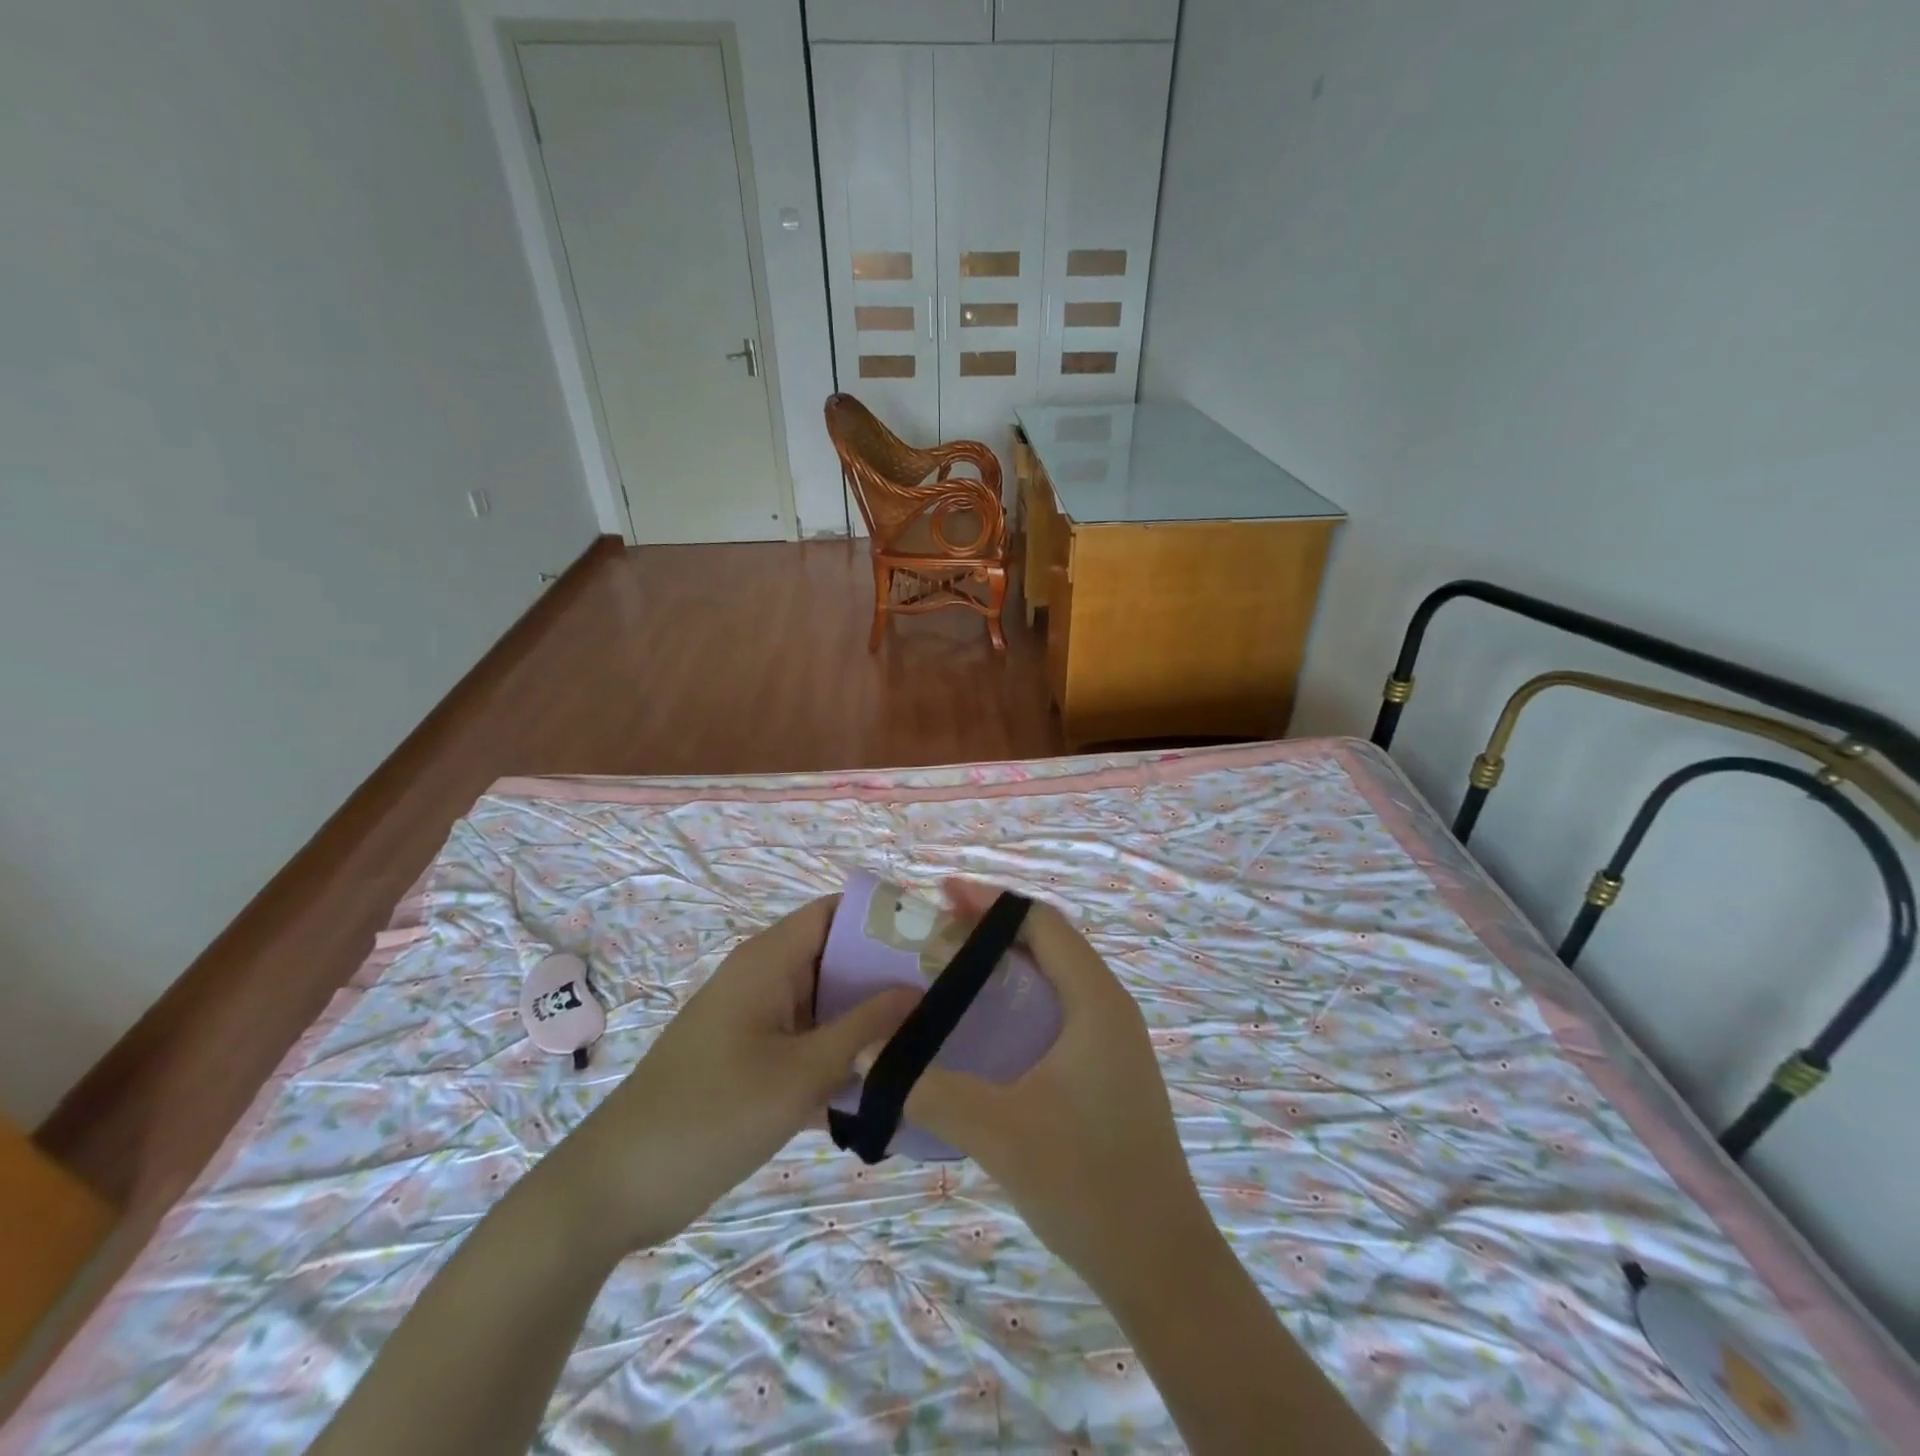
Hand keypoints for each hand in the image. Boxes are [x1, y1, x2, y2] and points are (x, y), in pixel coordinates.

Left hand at [562, 896, 914, 1251]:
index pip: (837, 912)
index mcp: (769, 959)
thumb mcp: (801, 1073)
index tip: (935, 944)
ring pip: (826, 1001)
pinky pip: (809, 1037)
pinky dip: (841, 1050)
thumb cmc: (711, 1115)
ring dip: (868, 1018)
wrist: (615, 1188)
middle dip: (887, 974)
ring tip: (928, 1037)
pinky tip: (882, 1081)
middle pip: (837, 956)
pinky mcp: (751, 1055)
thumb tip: (920, 989)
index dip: (885, 919)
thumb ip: (866, 1028)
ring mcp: (756, 1018)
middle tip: (944, 998)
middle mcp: (764, 977)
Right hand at [898, 880, 1211, 1288]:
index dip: (991, 902)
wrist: (1160, 1263)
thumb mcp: (998, 1132)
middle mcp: (1110, 1008)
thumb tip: (866, 1053)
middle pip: (1050, 943)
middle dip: (994, 928)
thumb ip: (929, 1088)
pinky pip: (1060, 1010)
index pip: (1043, 923)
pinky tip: (987, 1028)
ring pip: (1056, 978)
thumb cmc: (1087, 1184)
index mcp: (1096, 1002)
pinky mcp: (1109, 1071)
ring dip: (1008, 964)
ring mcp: (1114, 1041)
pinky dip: (1021, 999)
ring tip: (954, 969)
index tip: (942, 895)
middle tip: (937, 931)